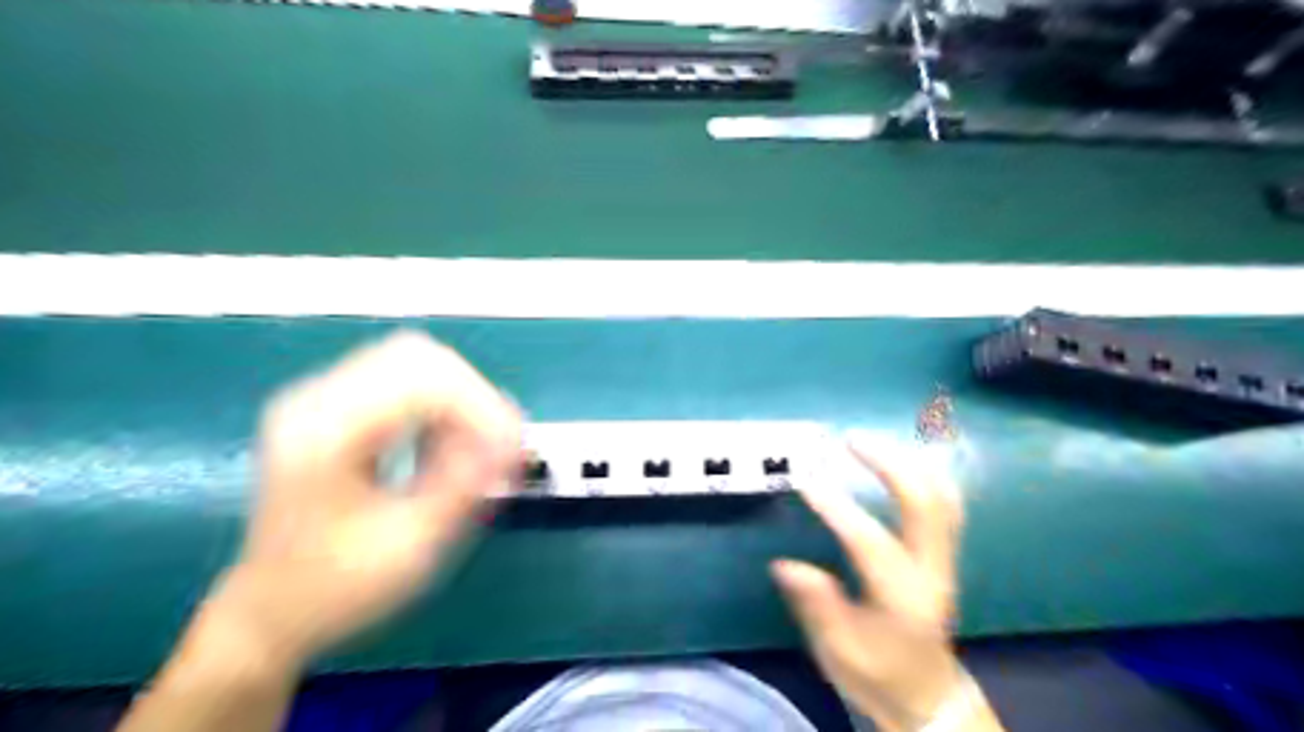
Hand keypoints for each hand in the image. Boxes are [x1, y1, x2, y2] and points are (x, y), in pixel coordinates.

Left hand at [198, 333, 520, 670]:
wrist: (268, 614)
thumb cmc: (334, 591)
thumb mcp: (408, 548)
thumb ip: (463, 488)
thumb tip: (511, 443)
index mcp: (324, 434)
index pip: (421, 378)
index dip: (480, 406)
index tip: (511, 451)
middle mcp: (317, 401)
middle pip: (419, 356)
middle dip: (474, 397)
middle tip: (499, 448)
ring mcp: (323, 399)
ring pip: (416, 363)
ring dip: (461, 402)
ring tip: (478, 453)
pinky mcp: (336, 408)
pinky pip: (406, 382)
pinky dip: (442, 408)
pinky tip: (448, 448)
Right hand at [772, 440, 964, 730]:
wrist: (928, 697)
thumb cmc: (878, 676)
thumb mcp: (839, 654)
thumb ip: (818, 607)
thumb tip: (785, 564)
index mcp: (903, 600)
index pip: (871, 543)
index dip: (838, 508)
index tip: (805, 481)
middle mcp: (931, 572)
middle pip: (924, 504)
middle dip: (889, 464)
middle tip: (850, 440)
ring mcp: (944, 560)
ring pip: (941, 497)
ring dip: (909, 460)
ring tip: (871, 440)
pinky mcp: (944, 555)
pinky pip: (944, 502)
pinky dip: (924, 473)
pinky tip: (901, 458)